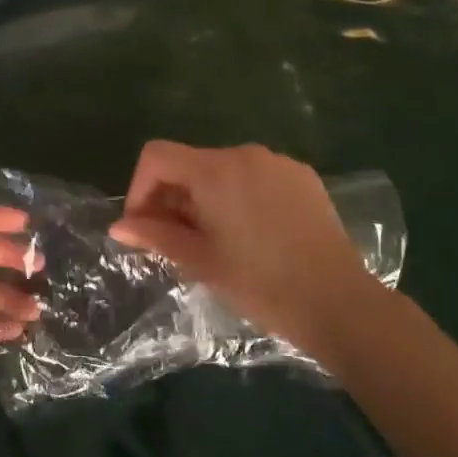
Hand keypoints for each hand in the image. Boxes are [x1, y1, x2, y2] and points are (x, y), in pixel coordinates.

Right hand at [109, 141, 372, 348]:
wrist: (339, 302)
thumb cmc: (261, 284)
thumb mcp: (201, 261)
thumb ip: (156, 235)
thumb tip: (119, 226)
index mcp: (215, 170)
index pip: (157, 155)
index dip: (140, 187)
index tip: (144, 225)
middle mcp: (245, 154)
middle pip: (191, 162)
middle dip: (173, 196)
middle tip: (175, 240)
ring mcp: (278, 162)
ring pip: (223, 170)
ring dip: (206, 197)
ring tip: (214, 240)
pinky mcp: (303, 177)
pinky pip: (256, 176)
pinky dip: (240, 196)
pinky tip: (252, 234)